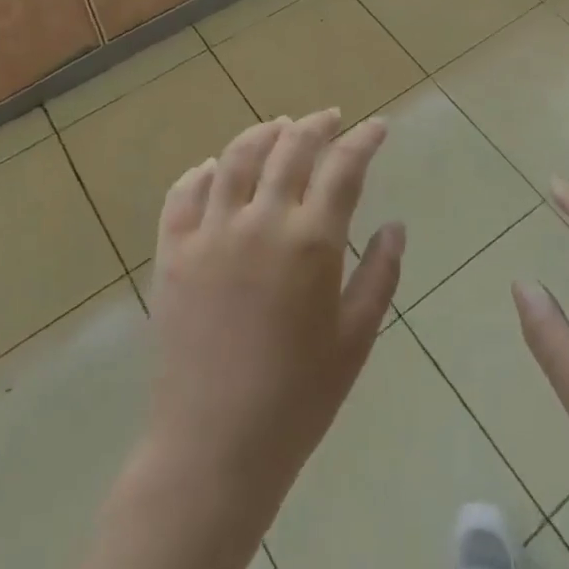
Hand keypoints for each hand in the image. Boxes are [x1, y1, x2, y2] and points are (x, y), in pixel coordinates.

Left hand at [47, 110, 403, 568]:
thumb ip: (381, 274)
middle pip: (290, 148)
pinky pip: (184, 193)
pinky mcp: (172, 252)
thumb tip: (395, 226)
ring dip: (263, 134)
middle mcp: (260, 222)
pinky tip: (216, 169)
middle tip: (329, 119)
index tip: (377, 127)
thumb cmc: (298, 398)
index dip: (364, 139)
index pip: (343, 166)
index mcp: (311, 241)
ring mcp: (210, 233)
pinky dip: (204, 171)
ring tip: (279, 128)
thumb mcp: (355, 338)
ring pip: (237, 158)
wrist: (214, 449)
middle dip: (316, 125)